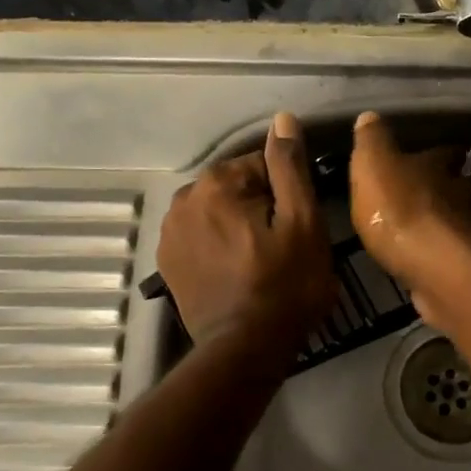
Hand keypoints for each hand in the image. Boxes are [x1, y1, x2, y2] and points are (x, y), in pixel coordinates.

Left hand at [157, 111, 336, 356]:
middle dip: (259, 207)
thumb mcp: (302, 222)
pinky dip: (218, 245)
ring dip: (238, 226)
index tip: (298, 226)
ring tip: (260, 261)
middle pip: (236, 188)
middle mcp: (183, 200)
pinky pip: (201, 237)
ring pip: (217, 212)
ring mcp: (169, 233)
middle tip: (283, 247)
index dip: (287, 194)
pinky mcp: (167, 263)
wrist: (244, 349)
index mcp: (216, 184)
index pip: (261, 165)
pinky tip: (236, 272)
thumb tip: (283, 120)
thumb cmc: (284, 285)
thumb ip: (289, 167)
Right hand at [348, 111, 470, 324]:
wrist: (434, 264)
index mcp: (436, 166)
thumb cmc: (399, 208)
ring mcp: (470, 229)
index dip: (442, 154)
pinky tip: (447, 256)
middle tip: (455, 187)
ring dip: (465, 216)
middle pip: (466, 183)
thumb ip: (372, 141)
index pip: (445, 153)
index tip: (443, 155)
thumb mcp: (373, 164)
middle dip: (461, 184)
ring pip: (470, 215)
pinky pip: (463, 250)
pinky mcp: (469, 264)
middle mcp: (461, 193)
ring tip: (453, 221)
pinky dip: (458, 249)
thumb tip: (370, 115)